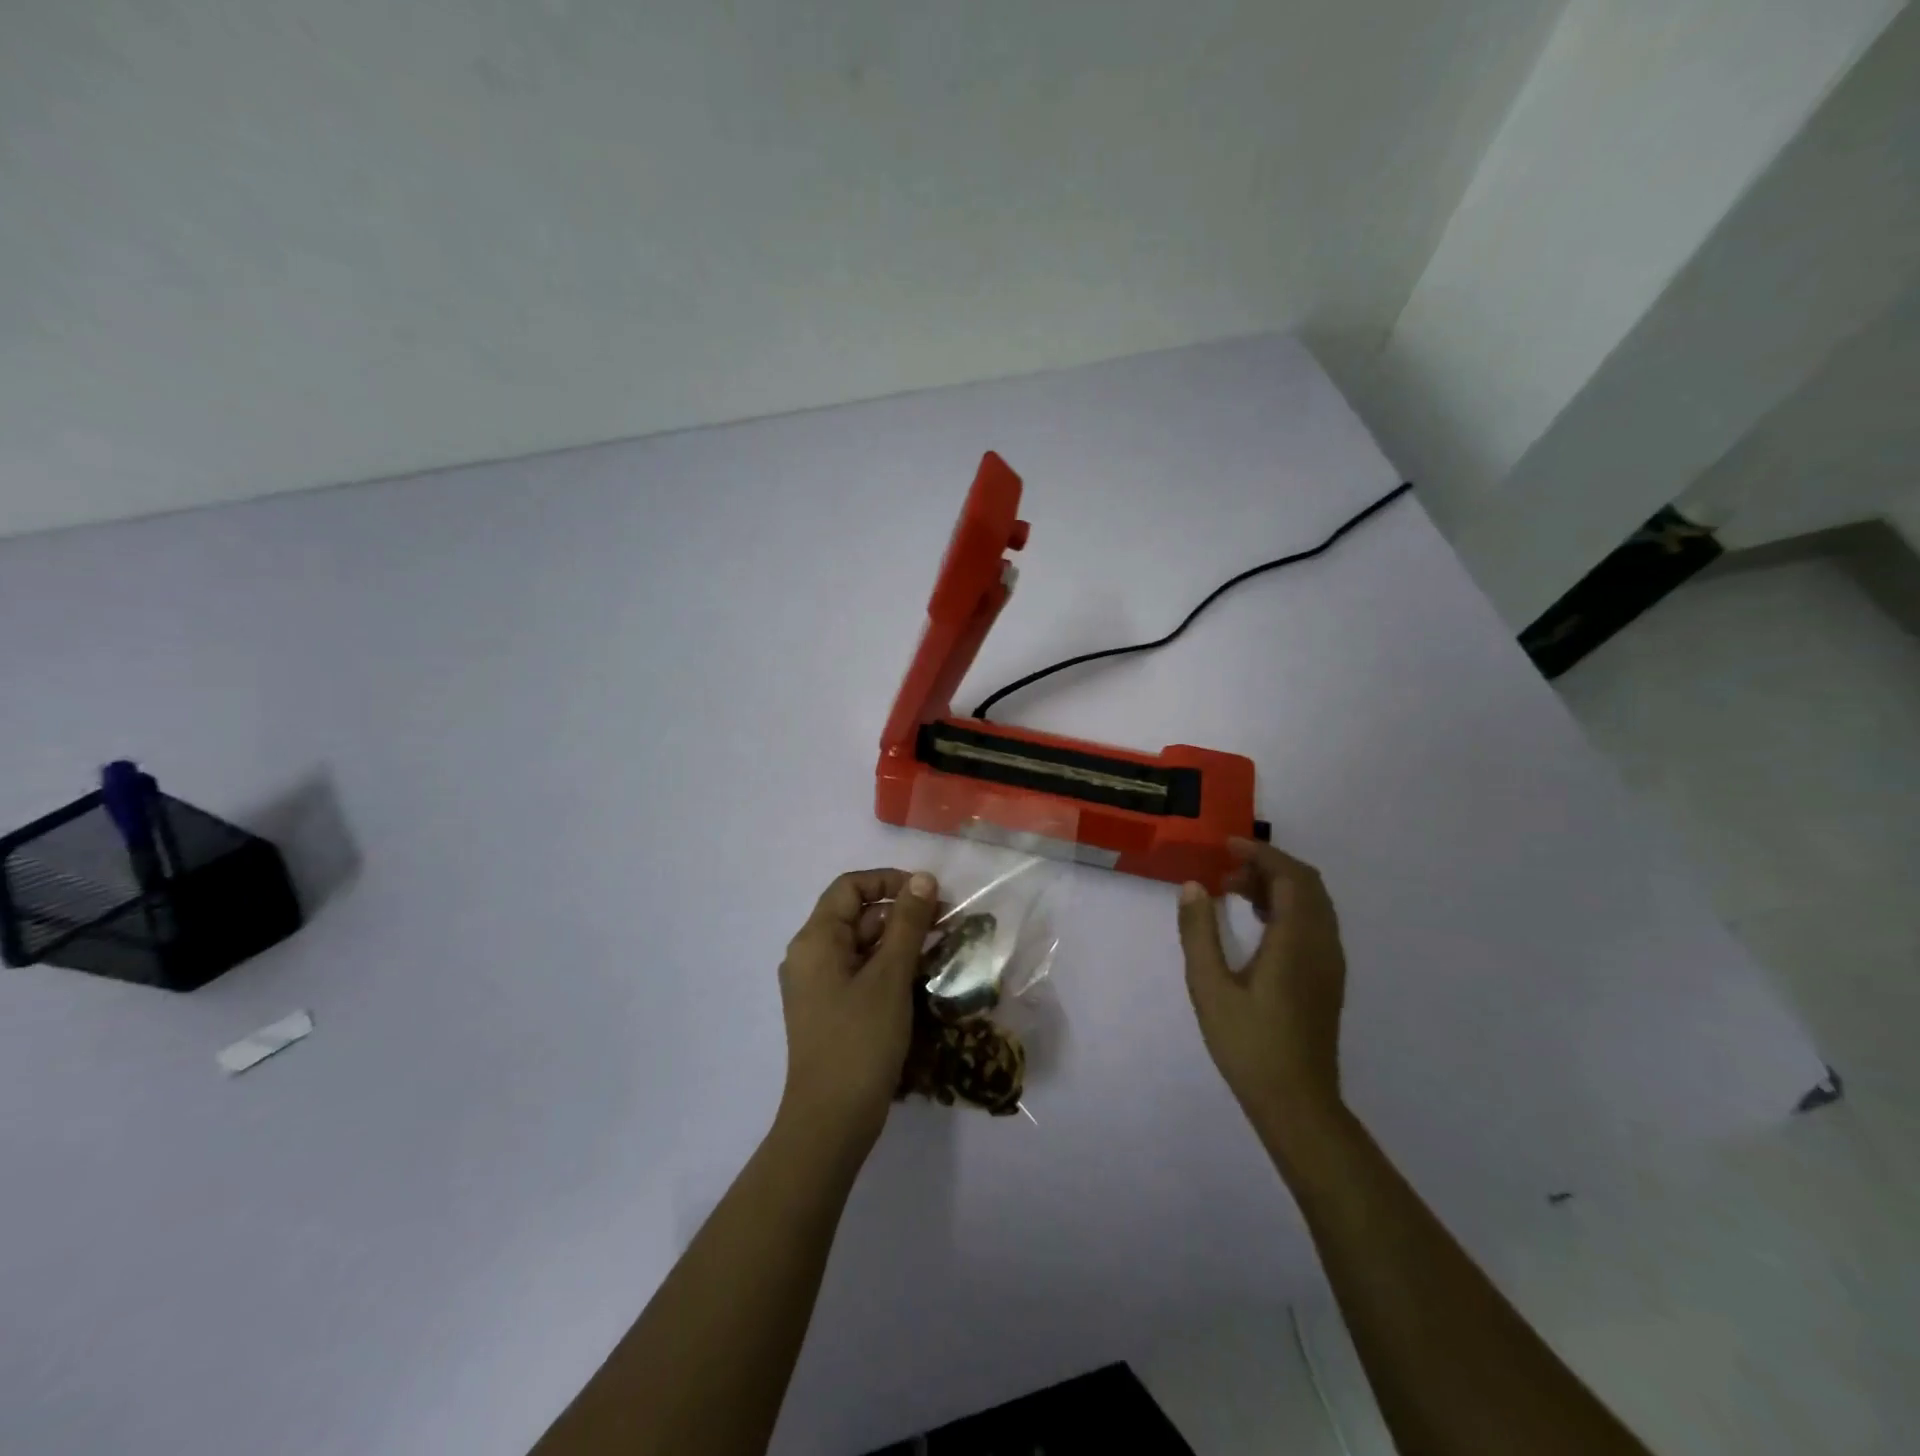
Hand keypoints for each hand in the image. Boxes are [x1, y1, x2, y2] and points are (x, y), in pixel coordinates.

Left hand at [776, 868, 939, 1160]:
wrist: (831, 1122)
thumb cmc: (860, 1041)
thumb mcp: (890, 976)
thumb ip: (908, 923)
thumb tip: (924, 880)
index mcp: (815, 939)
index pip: (850, 887)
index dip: (889, 881)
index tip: (929, 895)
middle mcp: (810, 955)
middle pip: (857, 915)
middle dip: (901, 914)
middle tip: (946, 924)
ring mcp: (817, 985)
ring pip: (862, 946)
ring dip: (899, 942)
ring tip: (940, 951)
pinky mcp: (829, 1010)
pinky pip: (859, 973)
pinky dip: (888, 968)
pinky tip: (920, 980)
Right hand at [1177, 838, 1346, 1138]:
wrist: (1296, 1102)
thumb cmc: (1248, 1043)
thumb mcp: (1209, 986)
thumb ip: (1199, 932)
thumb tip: (1194, 886)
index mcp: (1297, 940)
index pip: (1289, 876)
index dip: (1260, 854)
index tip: (1226, 847)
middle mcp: (1322, 944)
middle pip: (1307, 884)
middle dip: (1268, 867)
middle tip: (1226, 872)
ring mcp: (1330, 962)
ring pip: (1314, 904)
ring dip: (1279, 886)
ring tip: (1235, 893)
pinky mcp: (1328, 978)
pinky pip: (1315, 923)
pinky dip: (1289, 907)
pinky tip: (1258, 924)